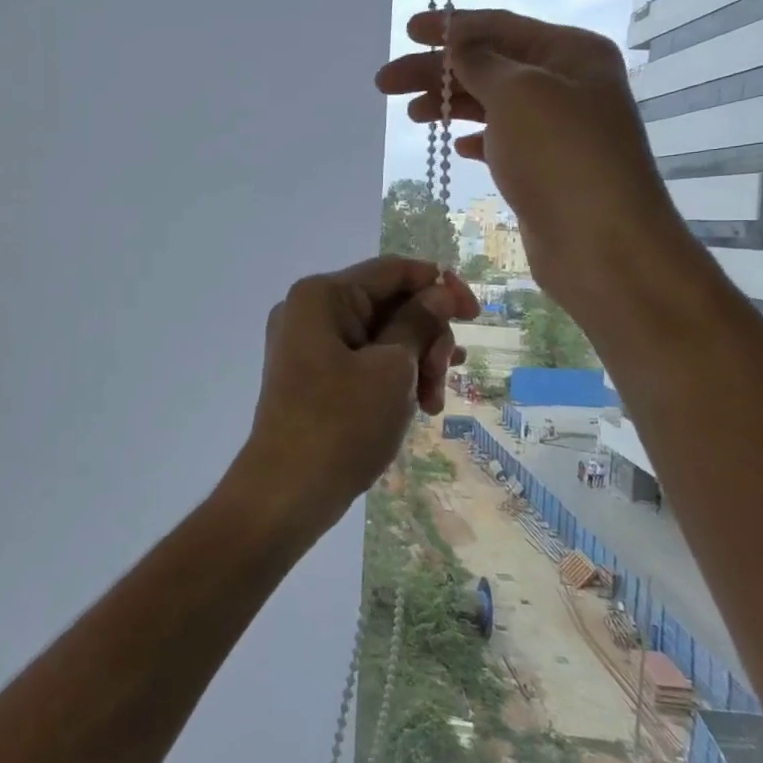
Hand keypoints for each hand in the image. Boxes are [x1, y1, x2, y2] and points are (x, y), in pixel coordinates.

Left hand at [239, 256, 478, 540]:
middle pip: (388, 303)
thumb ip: (419, 322)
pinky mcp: (312, 375)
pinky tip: (421, 401)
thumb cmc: (342, 423)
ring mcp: (307, 344)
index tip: (476, 314)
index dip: (439, 285)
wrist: (287, 491)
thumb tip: (440, 292)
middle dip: (426, 336)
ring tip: (432, 402)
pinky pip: (363, 360)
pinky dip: (393, 376)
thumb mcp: (392, 368)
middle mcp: (309, 311)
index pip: (392, 270)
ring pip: (380, 335)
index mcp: (322, 296)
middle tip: (442, 377)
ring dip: (415, 361)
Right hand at [374, 9, 694, 317]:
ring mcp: (556, 129)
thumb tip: (458, 43)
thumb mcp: (517, 93)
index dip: (450, 27)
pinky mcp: (545, 168)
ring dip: (449, 104)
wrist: (602, 244)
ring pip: (491, 104)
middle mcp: (567, 83)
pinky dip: (475, 137)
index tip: (407, 31)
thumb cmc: (560, 156)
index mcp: (570, 52)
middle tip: (385, 82)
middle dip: (436, 71)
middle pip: (489, 65)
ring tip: (410, 114)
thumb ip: (481, 62)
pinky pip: (502, 140)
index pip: (500, 27)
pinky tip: (456, 146)